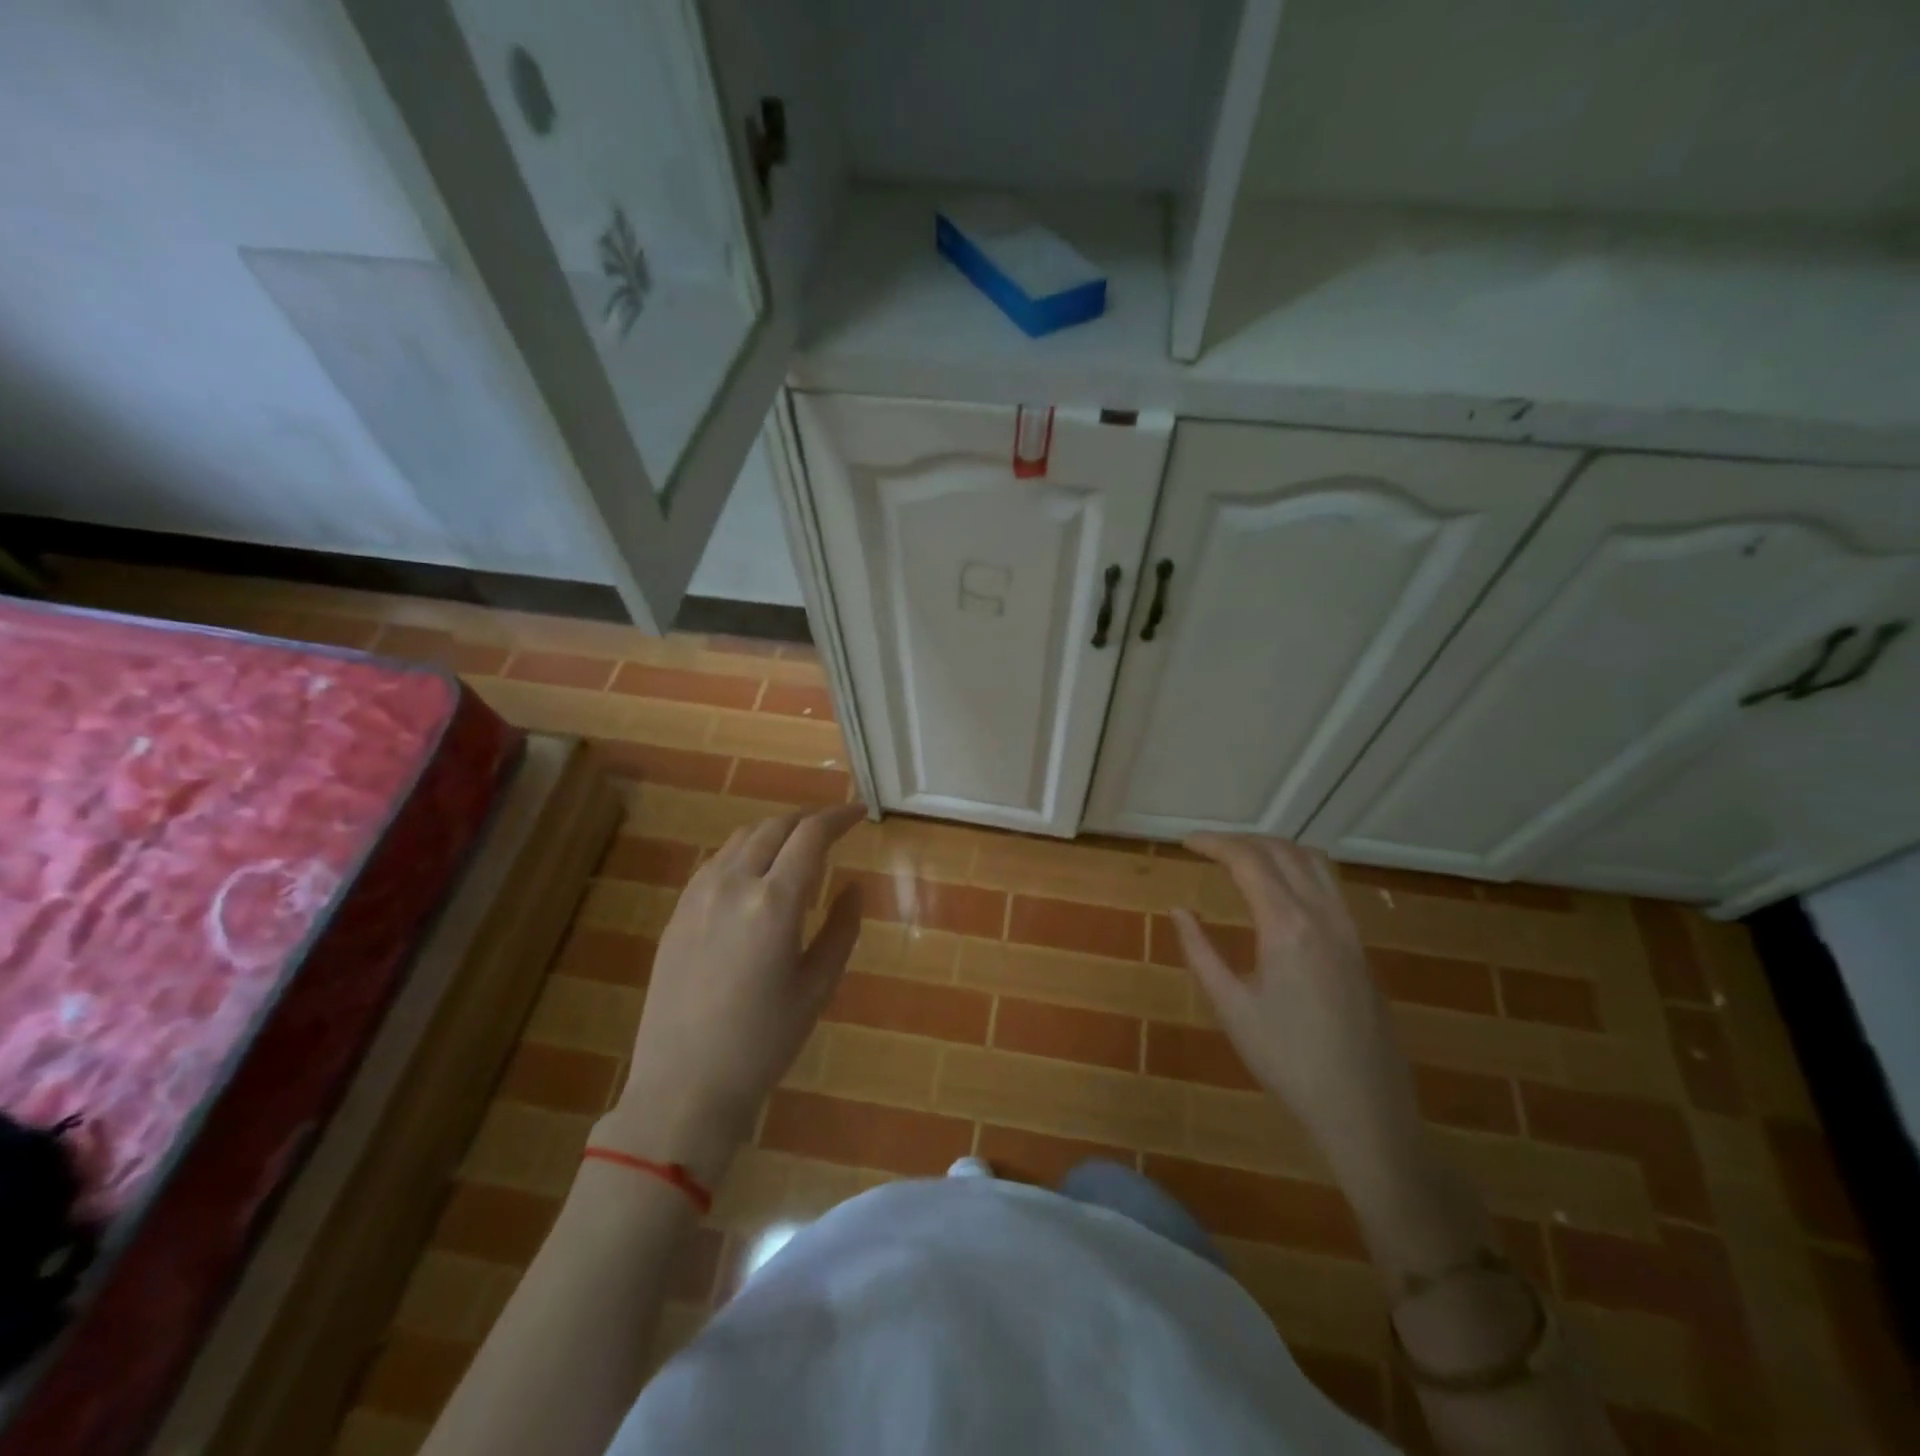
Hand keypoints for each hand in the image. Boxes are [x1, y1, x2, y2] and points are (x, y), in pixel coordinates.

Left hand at [597, 806, 864, 1185]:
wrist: (683, 1086)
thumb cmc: (763, 1043)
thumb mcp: (817, 987)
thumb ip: (841, 929)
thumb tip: (853, 888)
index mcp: (774, 904)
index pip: (811, 836)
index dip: (838, 818)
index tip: (858, 814)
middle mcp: (733, 885)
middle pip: (775, 826)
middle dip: (808, 820)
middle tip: (832, 830)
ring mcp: (698, 895)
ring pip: (742, 838)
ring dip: (775, 832)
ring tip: (797, 850)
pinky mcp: (677, 911)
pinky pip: (717, 861)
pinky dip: (745, 852)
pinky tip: (756, 875)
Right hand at [1174, 835, 1425, 1181]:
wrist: (1364, 1110)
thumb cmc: (1287, 1061)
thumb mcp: (1231, 1008)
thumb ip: (1200, 951)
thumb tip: (1177, 910)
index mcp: (1286, 925)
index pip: (1248, 860)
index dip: (1214, 843)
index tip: (1185, 842)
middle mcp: (1322, 915)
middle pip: (1282, 851)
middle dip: (1241, 840)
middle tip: (1207, 848)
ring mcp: (1348, 930)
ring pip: (1313, 862)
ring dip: (1275, 849)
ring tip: (1242, 859)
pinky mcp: (1361, 948)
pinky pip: (1330, 885)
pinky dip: (1300, 869)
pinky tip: (1281, 892)